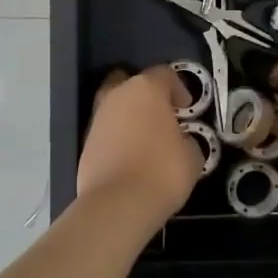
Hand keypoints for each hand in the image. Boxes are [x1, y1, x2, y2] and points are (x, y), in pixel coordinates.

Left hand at [75, 66, 202, 217]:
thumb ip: (187, 139)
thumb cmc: (162, 171)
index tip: (187, 108)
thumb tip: (180, 141)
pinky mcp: (85, 143)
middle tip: (161, 115)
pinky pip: (106, 131)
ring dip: (129, 117)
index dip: (179, 88)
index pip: (164, 74)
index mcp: (146, 89)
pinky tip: (130, 157)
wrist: (118, 203)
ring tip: (146, 139)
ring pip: (115, 106)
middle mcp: (117, 96)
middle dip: (146, 95)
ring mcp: (97, 119)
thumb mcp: (192, 156)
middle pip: (131, 83)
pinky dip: (118, 138)